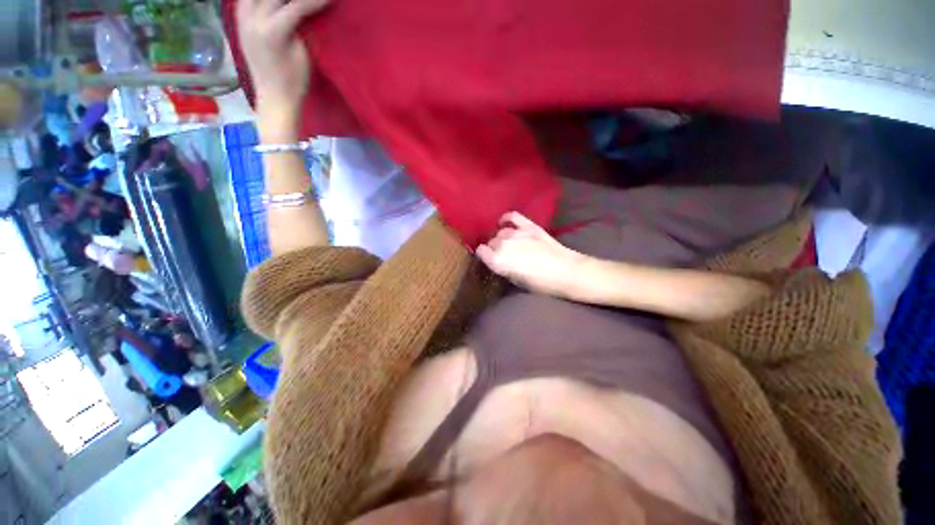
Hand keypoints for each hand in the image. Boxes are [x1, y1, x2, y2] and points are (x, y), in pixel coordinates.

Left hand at [236, 0, 330, 116]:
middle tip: (310, 1)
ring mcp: (242, 20)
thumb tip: (305, 10)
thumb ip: (301, 27)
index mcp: (272, 32)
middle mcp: (252, 21)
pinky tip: (270, 3)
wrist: (274, 97)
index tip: (329, 0)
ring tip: (288, 1)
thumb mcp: (303, 55)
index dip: (314, 1)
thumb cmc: (294, 82)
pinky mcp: (239, 22)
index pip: (296, 6)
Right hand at [476, 212, 588, 297]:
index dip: (484, 255)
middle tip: (504, 255)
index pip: (480, 251)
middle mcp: (502, 245)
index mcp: (498, 261)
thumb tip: (499, 262)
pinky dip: (507, 218)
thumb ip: (504, 269)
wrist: (566, 272)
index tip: (488, 259)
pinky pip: (512, 216)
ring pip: (501, 232)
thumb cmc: (541, 284)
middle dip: (494, 248)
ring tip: (509, 244)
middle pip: (491, 242)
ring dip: (502, 238)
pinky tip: (505, 222)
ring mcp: (516, 233)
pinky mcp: (528, 225)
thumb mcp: (517, 282)